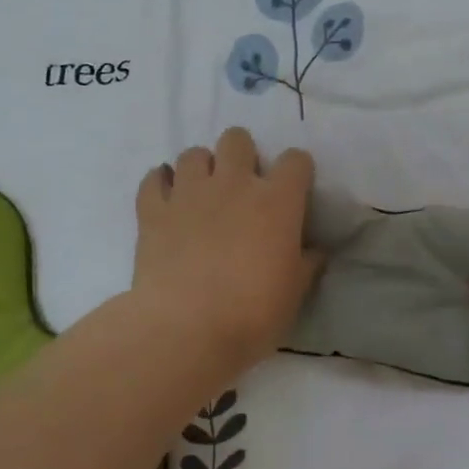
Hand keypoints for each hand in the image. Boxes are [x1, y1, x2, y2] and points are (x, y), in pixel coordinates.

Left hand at [133, 127, 321, 383]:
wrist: (185, 329)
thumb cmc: (252, 312)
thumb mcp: (294, 293)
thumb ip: (306, 264)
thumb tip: (315, 251)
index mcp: (276, 201)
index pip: (295, 161)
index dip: (297, 170)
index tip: (294, 189)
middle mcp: (233, 184)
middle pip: (237, 139)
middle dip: (242, 154)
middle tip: (242, 185)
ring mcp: (189, 193)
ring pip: (193, 153)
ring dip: (201, 168)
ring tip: (202, 193)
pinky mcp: (153, 210)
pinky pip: (153, 179)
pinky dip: (160, 184)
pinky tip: (166, 198)